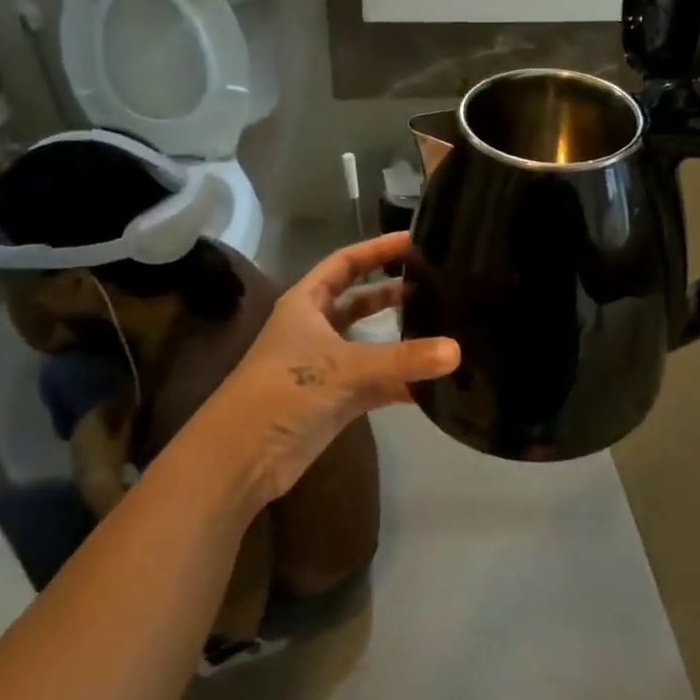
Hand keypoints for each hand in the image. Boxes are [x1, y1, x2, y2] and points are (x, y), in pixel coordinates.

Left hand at [206, 232, 457, 505]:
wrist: (241, 459)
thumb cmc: (283, 392)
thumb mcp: (344, 368)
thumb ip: (402, 359)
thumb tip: (457, 351)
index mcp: (306, 304)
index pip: (345, 262)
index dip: (377, 249)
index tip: (415, 240)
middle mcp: (315, 328)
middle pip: (359, 300)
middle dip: (392, 290)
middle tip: (436, 281)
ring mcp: (326, 365)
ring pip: (370, 341)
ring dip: (400, 335)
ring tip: (443, 323)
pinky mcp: (336, 399)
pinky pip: (376, 380)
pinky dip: (402, 379)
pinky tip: (435, 379)